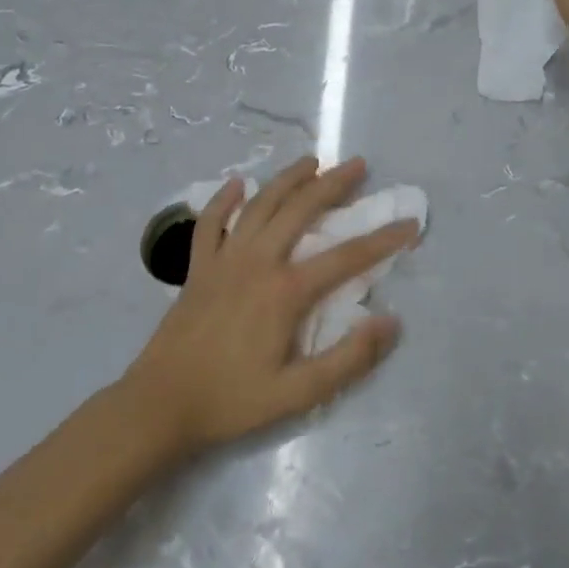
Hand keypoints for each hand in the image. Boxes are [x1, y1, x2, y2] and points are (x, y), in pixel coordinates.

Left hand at [122, 156, 419, 457]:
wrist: (159, 406)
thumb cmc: (232, 401)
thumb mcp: (298, 393)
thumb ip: (348, 359)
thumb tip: (390, 322)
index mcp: (285, 291)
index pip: (347, 257)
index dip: (383, 239)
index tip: (409, 224)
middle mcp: (257, 262)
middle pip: (300, 210)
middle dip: (333, 184)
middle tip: (359, 165)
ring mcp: (223, 260)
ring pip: (259, 206)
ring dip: (287, 180)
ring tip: (311, 161)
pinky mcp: (198, 268)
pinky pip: (210, 223)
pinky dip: (224, 201)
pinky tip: (236, 184)